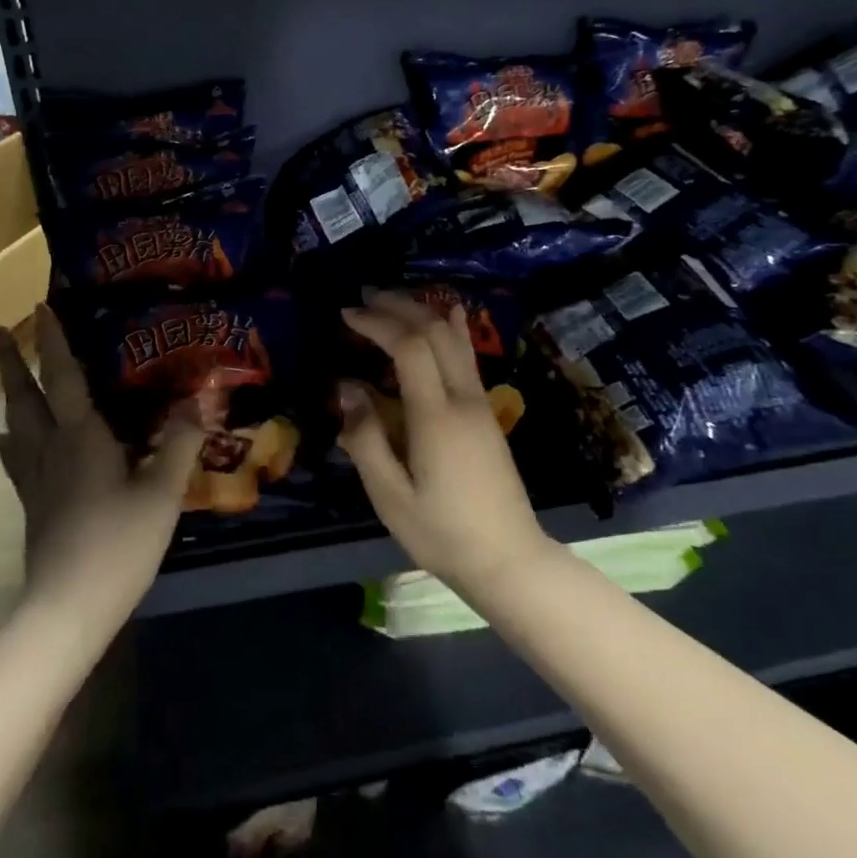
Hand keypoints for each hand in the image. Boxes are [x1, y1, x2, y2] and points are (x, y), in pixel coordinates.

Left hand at [0, 306, 204, 624]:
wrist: (70, 606)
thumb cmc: (119, 543)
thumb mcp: (162, 491)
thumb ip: (180, 442)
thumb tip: (199, 397)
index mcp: (80, 437)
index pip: (62, 377)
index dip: (53, 341)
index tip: (41, 307)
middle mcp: (50, 449)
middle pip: (24, 396)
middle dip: (12, 361)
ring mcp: (35, 479)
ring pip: (15, 424)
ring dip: (9, 393)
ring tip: (6, 375)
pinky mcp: (32, 504)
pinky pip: (16, 459)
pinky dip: (11, 440)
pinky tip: (8, 440)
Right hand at [339, 293, 552, 596]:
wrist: (509, 560)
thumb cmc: (443, 533)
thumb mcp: (391, 497)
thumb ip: (365, 439)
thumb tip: (348, 388)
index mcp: (436, 417)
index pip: (409, 347)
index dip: (378, 323)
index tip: (348, 314)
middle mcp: (463, 400)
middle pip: (436, 332)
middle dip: (400, 307)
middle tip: (365, 297)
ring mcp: (480, 405)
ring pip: (456, 340)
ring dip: (425, 312)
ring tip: (394, 301)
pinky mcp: (487, 415)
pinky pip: (468, 357)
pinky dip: (452, 330)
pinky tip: (449, 316)